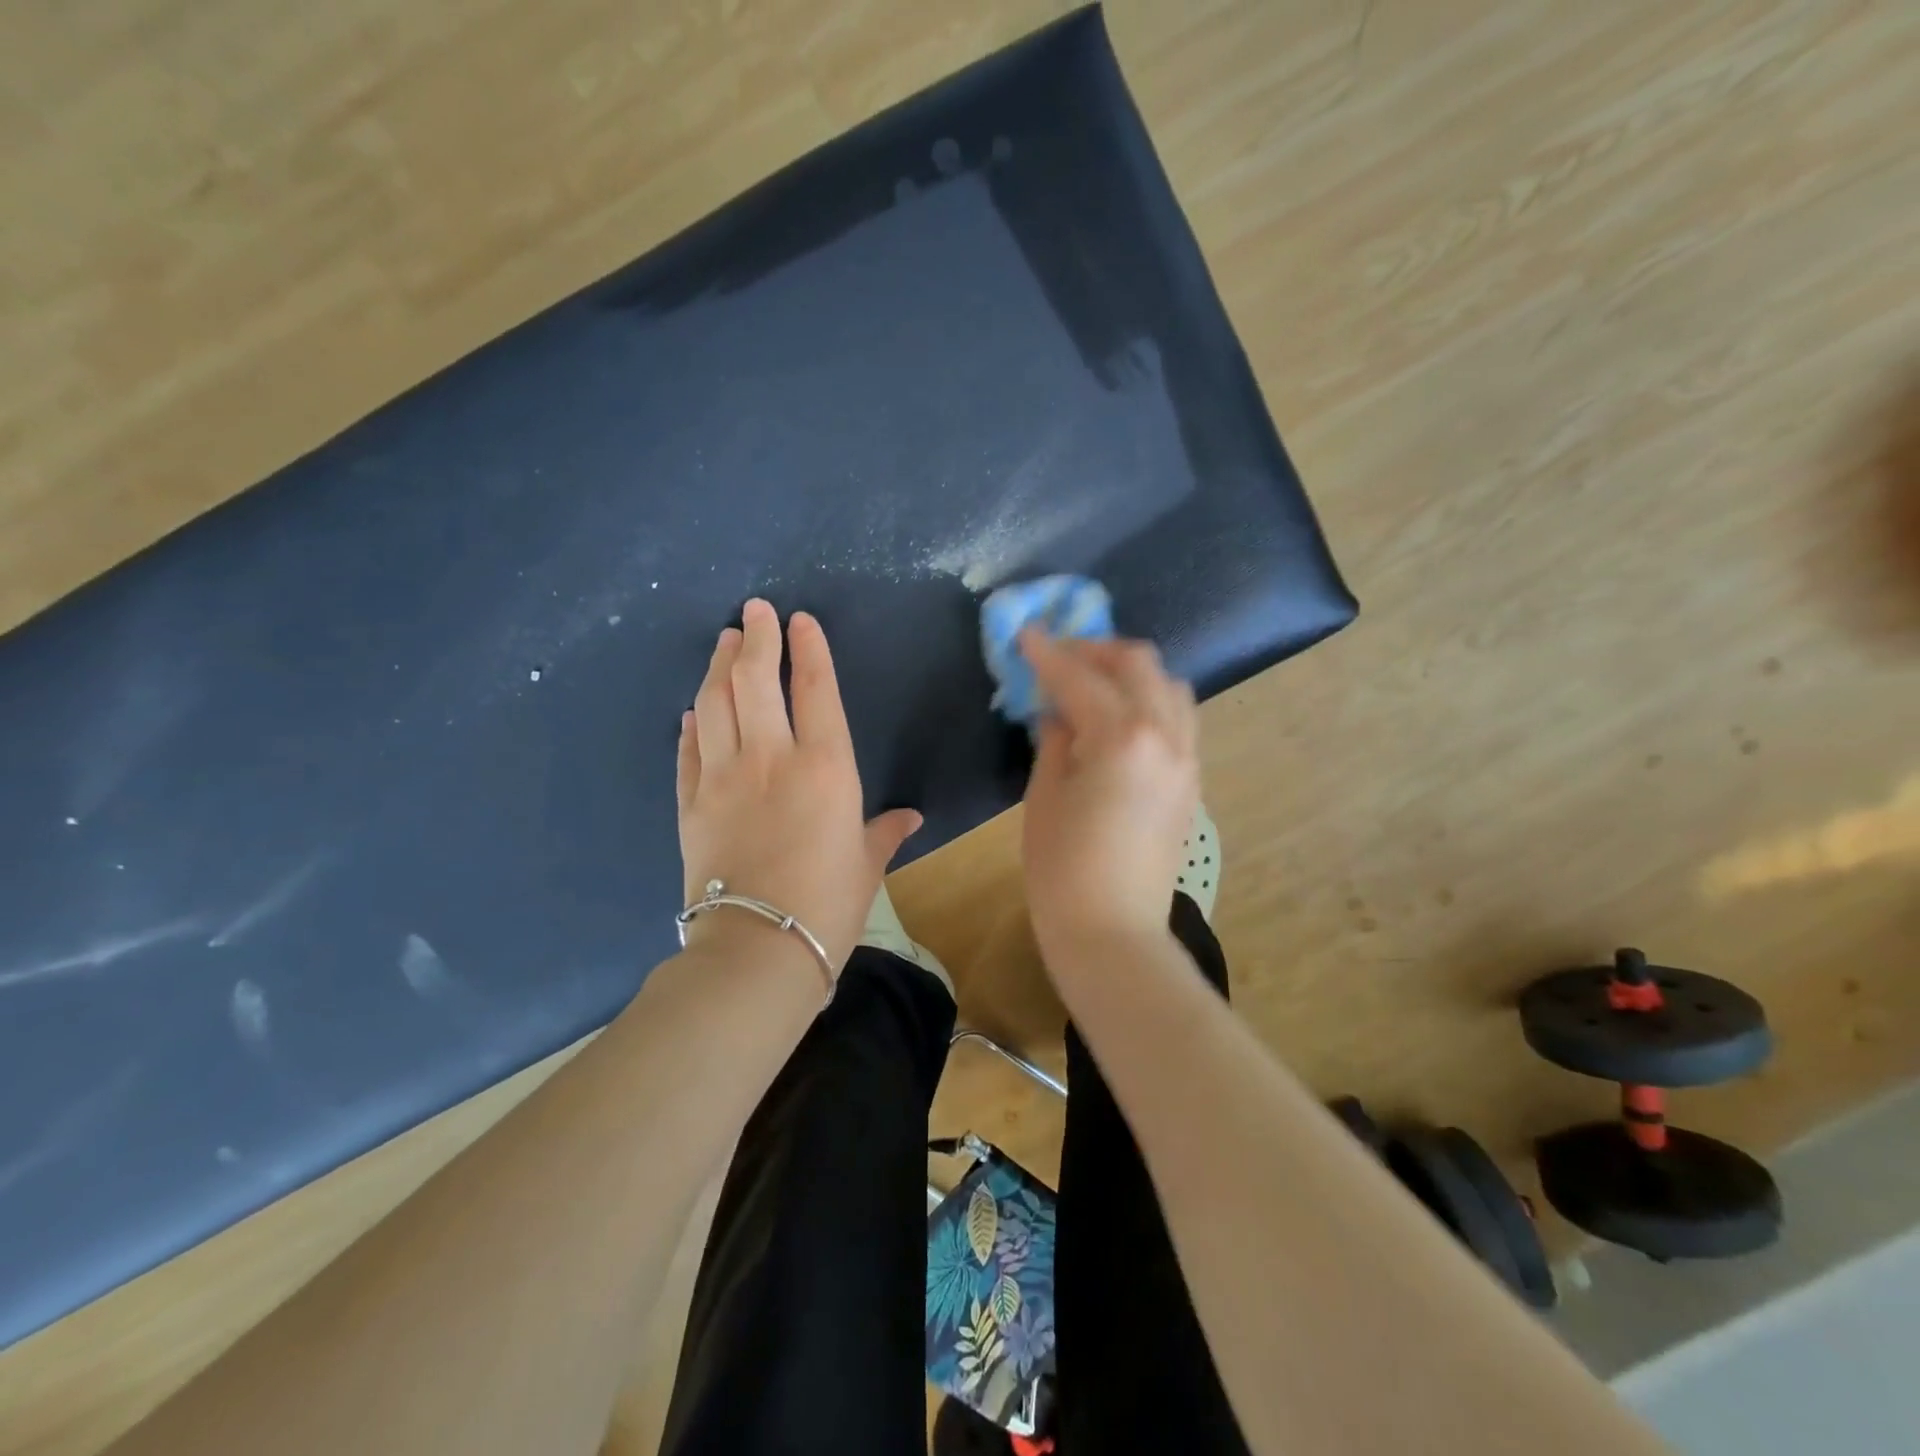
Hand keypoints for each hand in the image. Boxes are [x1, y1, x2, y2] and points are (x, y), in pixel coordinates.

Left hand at [676, 599, 920, 974]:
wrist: (757, 950)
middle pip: (755, 681)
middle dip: (755, 639)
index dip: (808, 648)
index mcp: (825, 767)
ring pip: (715, 704)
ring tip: (724, 641)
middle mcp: (770, 758)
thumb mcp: (866, 865)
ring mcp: (722, 778)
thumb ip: (884, 832)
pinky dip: (692, 724)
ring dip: (719, 666)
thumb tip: (910, 817)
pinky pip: (688, 751)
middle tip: (753, 611)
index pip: (815, 689)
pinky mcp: (690, 804)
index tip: (799, 619)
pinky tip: (695, 709)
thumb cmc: (828, 905)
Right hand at [1017, 630, 1199, 960]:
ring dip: (1130, 672)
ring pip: (1169, 686)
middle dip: (1095, 649)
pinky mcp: (1191, 781)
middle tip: (1060, 655)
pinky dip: (1149, 702)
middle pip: (1138, 663)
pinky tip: (1119, 719)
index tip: (1026, 634)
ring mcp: (1187, 758)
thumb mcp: (1044, 796)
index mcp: (1121, 738)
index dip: (1048, 652)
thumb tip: (1058, 713)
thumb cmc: (1062, 869)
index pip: (1080, 677)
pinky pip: (1178, 719)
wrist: (1112, 932)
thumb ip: (1055, 741)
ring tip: (1094, 683)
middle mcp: (1165, 736)